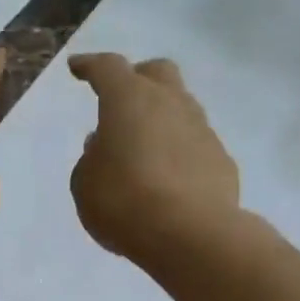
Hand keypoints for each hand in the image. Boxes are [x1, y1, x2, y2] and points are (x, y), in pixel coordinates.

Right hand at [68, 53, 240, 268]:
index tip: (78, 68)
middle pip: (157, 73)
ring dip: (162, 120)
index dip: (90, 66)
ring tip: (145, 148)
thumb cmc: (123, 202)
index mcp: (128, 100)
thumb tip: (104, 146)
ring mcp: (201, 130)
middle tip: (123, 99)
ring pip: (181, 108)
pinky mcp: (221, 160)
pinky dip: (180, 154)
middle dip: (138, 79)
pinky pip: (195, 146)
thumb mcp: (86, 185)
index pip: (107, 68)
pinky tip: (170, 179)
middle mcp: (170, 103)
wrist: (189, 234)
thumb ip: (91, 160)